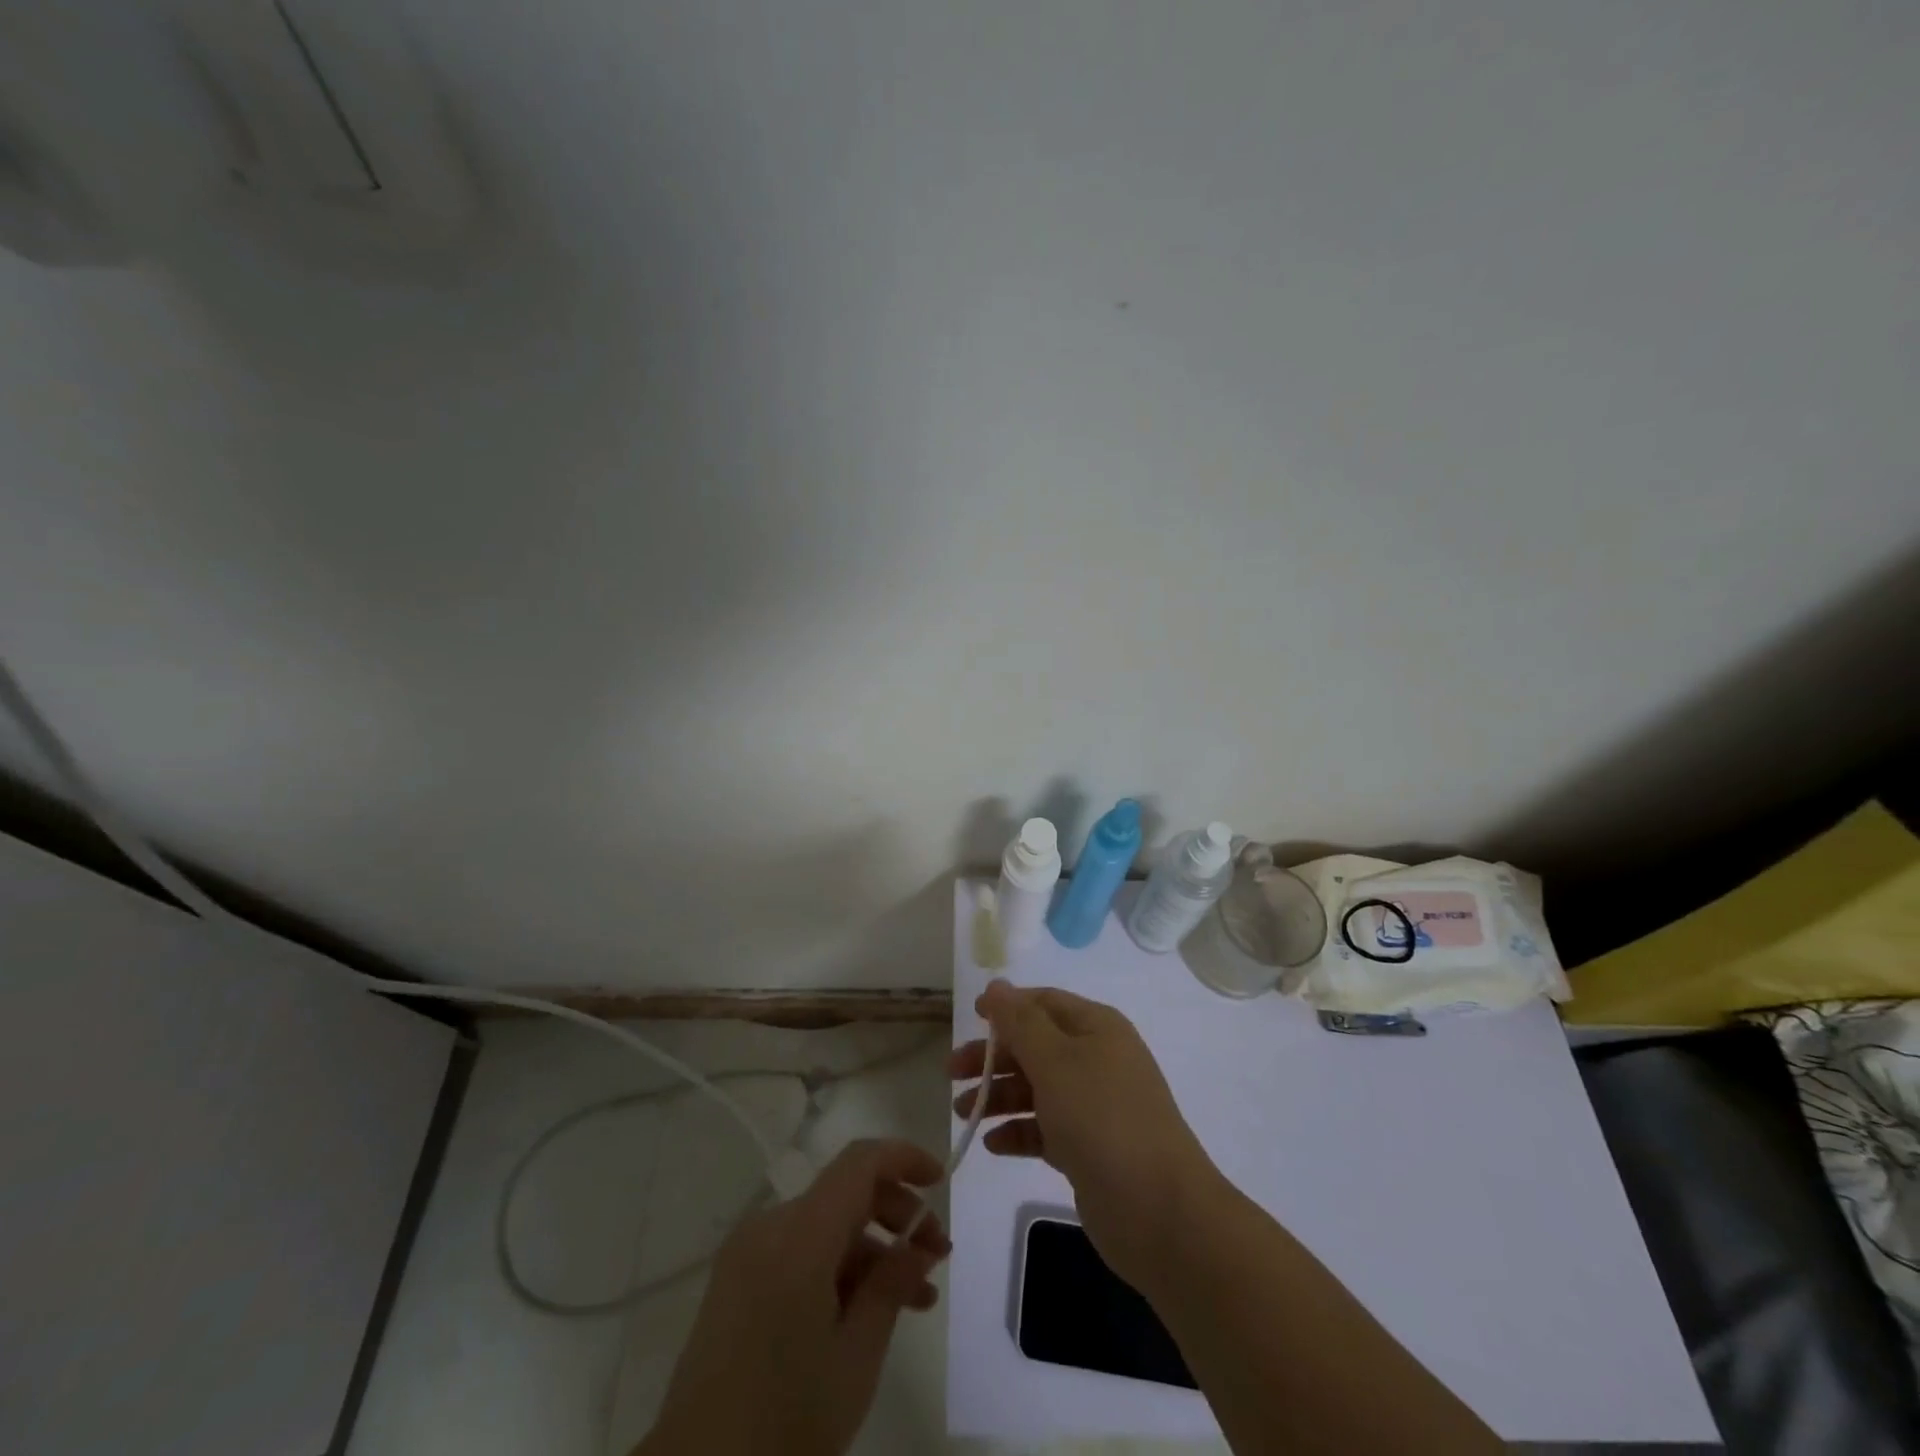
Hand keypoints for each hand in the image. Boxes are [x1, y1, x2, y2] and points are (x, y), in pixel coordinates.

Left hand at [634, 1139, 949, 1455]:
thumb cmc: (784, 1422)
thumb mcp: (855, 1358)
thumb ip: (891, 1285)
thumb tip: (919, 1244)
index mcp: (798, 1235)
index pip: (859, 1163)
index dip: (904, 1159)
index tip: (941, 1181)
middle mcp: (770, 1227)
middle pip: (845, 1193)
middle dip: (897, 1214)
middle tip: (938, 1255)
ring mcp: (748, 1253)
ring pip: (826, 1226)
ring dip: (873, 1249)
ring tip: (917, 1296)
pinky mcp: (737, 1281)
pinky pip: (800, 1252)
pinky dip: (839, 1267)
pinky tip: (870, 1310)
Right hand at [951, 979, 1220, 1287]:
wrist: (1158, 1210)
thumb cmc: (1102, 1118)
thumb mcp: (1055, 1060)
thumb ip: (1020, 1022)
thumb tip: (997, 985)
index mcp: (1096, 1028)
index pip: (1044, 1003)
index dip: (1007, 1006)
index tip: (969, 1017)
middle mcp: (1096, 1060)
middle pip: (1035, 1046)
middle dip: (993, 1056)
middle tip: (952, 1073)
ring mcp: (1094, 1106)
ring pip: (1036, 1089)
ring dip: (999, 1096)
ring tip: (963, 1113)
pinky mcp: (1088, 1149)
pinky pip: (1044, 1129)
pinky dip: (1018, 1132)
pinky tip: (992, 1144)